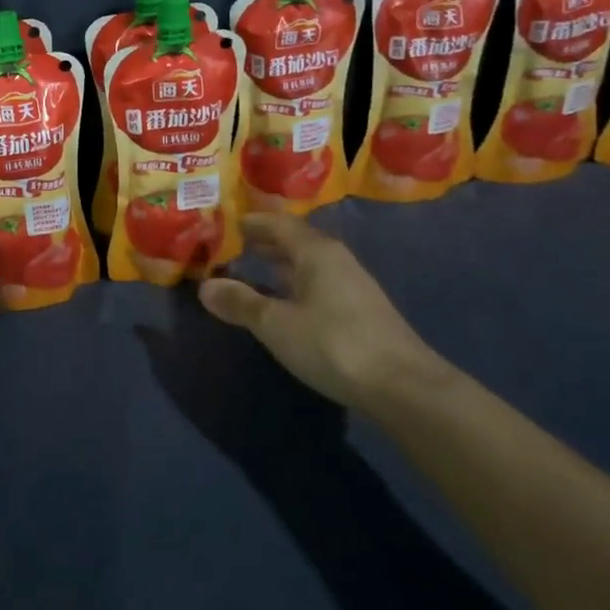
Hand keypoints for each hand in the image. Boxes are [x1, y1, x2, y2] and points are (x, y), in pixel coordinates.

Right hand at [197, 214, 439, 410]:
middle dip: (266, 242)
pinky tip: (286, 302)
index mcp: (316, 252)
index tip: (228, 224)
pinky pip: (319, 284)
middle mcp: (336, 260)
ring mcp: (353, 286)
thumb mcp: (276, 324)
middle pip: (296, 241)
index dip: (253, 223)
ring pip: (309, 264)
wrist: (404, 387)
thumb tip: (205, 286)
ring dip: (282, 264)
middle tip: (235, 246)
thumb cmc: (333, 344)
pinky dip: (296, 284)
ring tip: (254, 270)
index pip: (279, 224)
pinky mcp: (361, 312)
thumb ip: (240, 302)